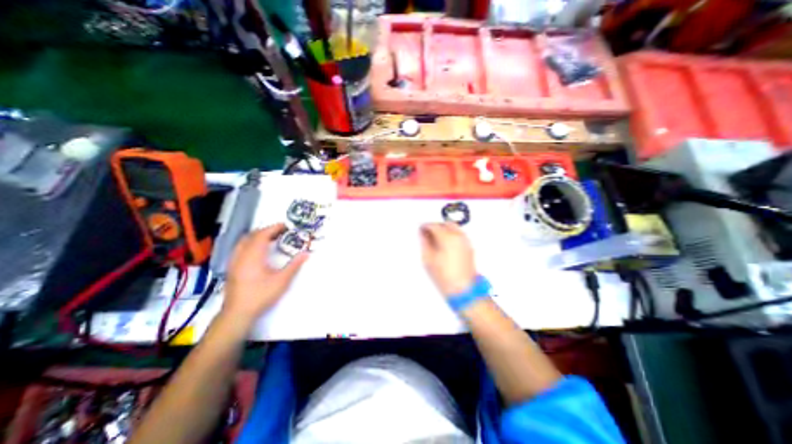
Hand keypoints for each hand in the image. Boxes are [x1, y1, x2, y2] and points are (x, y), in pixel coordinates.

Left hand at [222, 224, 311, 327]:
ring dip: (257, 236)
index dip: (274, 228)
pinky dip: (251, 244)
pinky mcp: (232, 268)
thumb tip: (306, 253)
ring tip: (271, 238)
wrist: (238, 313)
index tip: (285, 226)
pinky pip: (241, 249)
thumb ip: (294, 265)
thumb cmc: (261, 295)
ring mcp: (234, 262)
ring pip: (244, 242)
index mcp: (253, 256)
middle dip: (266, 230)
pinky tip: (258, 251)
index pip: (262, 235)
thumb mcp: (282, 280)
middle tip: (281, 231)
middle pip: (252, 236)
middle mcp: (241, 256)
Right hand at [420, 223, 475, 296]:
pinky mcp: (469, 246)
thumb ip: (425, 243)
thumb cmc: (445, 276)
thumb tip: (423, 234)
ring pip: (453, 227)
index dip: (425, 226)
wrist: (463, 289)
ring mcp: (465, 241)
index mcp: (447, 238)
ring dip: (443, 228)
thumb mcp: (428, 259)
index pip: (434, 225)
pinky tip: (444, 242)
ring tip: (435, 237)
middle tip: (427, 231)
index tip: (420, 229)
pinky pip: (458, 234)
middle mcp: (458, 236)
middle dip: (435, 225)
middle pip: (445, 223)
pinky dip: (450, 234)